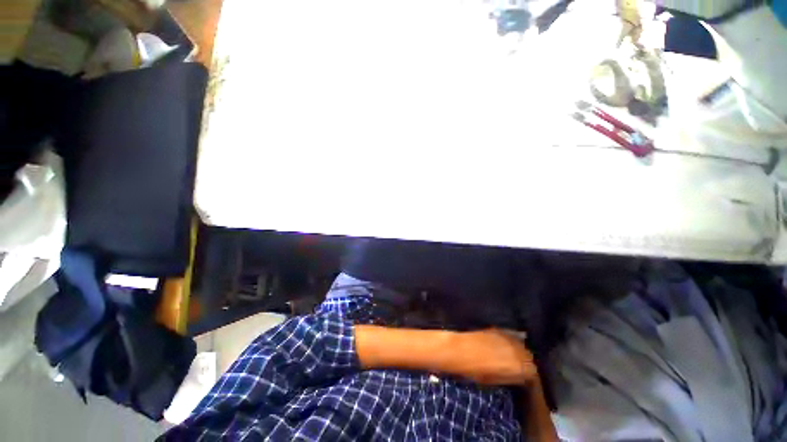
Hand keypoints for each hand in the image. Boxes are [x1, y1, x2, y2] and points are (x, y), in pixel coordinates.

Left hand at [451, 329, 536, 385]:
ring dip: (518, 349)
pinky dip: (509, 341)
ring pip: (520, 344)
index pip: (533, 371)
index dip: (528, 374)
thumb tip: (518, 376)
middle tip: (516, 364)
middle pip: (529, 355)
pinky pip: (510, 336)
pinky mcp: (498, 329)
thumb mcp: (495, 381)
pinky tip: (502, 344)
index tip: (522, 376)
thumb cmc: (475, 370)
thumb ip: (511, 377)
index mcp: (519, 367)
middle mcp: (518, 350)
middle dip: (525, 360)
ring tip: (509, 354)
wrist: (459, 349)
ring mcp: (508, 337)